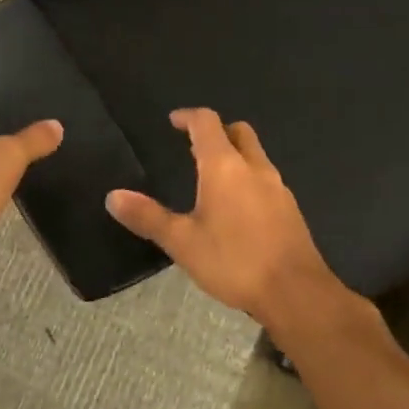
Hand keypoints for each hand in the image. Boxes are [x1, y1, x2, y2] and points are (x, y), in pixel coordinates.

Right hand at [105, 109, 341, 326]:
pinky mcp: (290, 209)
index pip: (207, 123)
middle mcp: (254, 168)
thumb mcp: (182, 242)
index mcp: (225, 167)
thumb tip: (113, 196)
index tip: (173, 121)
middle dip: (217, 131)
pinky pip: (266, 179)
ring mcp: (278, 187)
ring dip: (234, 155)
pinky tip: (237, 208)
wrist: (295, 292)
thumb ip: (148, 217)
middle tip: (194, 146)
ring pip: (255, 155)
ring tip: (211, 178)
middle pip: (238, 132)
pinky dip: (248, 179)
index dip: (188, 117)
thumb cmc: (234, 261)